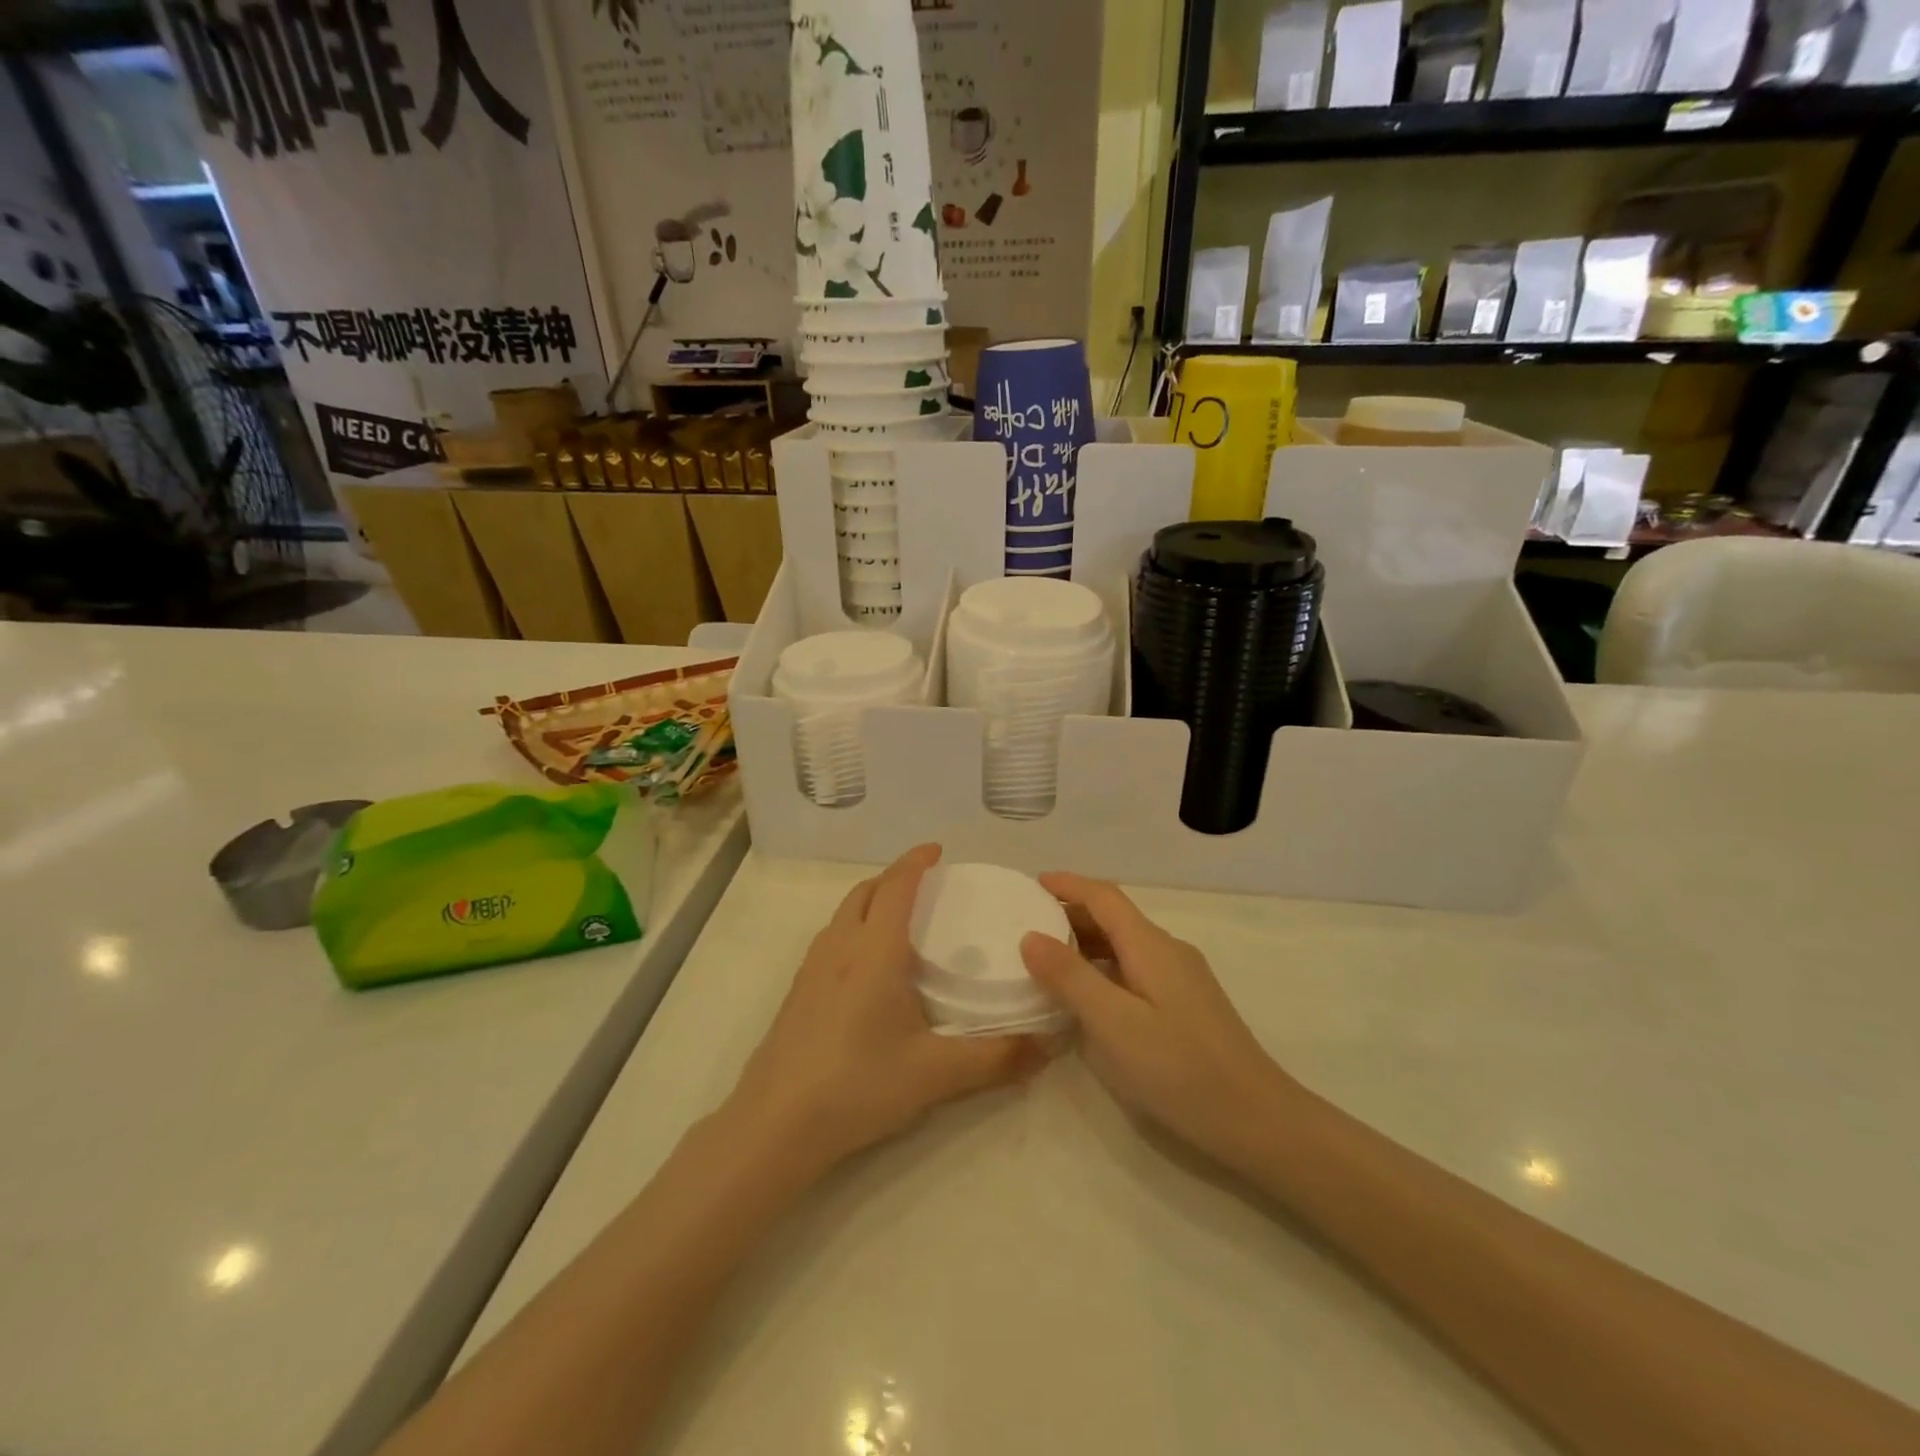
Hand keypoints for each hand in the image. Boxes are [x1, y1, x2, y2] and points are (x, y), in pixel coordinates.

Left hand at [724, 845, 1041, 1176]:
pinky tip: (867, 969)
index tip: (936, 850)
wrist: (776, 1124)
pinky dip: (854, 929)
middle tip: (925, 886)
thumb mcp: (936, 1073)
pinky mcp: (797, 992)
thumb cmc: (859, 1084)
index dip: (915, 861)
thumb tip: (1049, 1045)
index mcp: (875, 950)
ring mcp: (812, 968)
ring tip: (899, 922)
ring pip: (844, 914)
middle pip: (865, 892)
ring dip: (871, 902)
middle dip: (893, 878)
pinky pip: (831, 939)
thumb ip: (996, 1058)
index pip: (896, 886)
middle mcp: (840, 946)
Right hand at [1021, 872, 1296, 1170]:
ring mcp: (1182, 978)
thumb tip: (1030, 936)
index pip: (1104, 897)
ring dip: (1086, 943)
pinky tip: (1089, 996)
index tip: (1032, 883)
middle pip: (1115, 918)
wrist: (1257, 1120)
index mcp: (1150, 945)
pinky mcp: (1186, 1005)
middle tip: (1028, 924)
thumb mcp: (1113, 1023)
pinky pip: (1135, 969)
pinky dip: (1103, 968)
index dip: (1068, 885)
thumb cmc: (1179, 1068)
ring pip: (1125, 945)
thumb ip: (1070, 977)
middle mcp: (1168, 951)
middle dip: (1071, 913)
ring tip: (1047, 959)